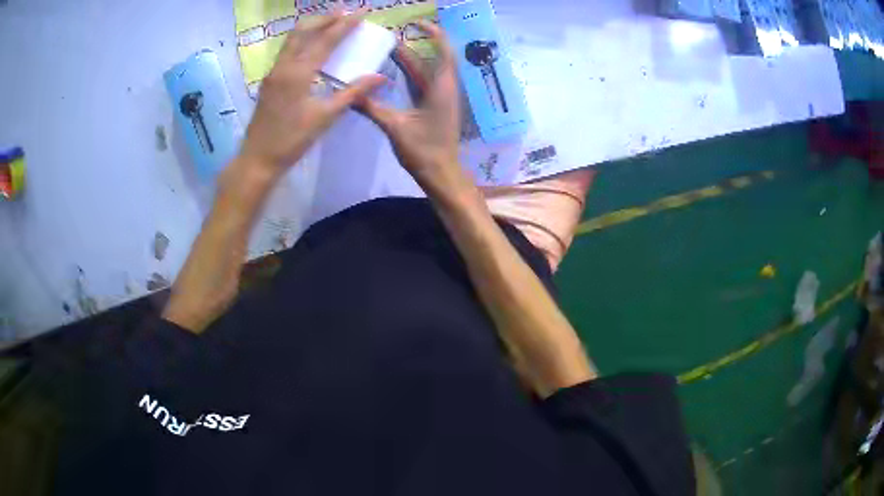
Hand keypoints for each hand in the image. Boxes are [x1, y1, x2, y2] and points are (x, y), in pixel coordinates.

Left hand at [240, 12, 386, 176]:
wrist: (258, 158)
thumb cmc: (292, 140)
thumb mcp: (325, 117)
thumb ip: (352, 93)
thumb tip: (380, 77)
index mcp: (298, 73)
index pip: (325, 39)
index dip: (345, 24)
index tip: (362, 12)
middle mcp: (283, 66)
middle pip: (303, 30)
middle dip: (325, 18)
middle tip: (345, 11)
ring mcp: (273, 72)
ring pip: (292, 39)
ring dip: (312, 27)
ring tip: (331, 21)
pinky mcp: (269, 80)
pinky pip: (287, 50)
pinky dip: (303, 40)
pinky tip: (312, 45)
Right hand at [358, 22, 468, 198]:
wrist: (441, 173)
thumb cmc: (423, 150)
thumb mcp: (394, 127)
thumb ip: (372, 108)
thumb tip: (349, 94)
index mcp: (442, 87)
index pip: (443, 51)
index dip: (433, 33)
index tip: (415, 23)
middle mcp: (445, 88)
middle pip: (433, 58)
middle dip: (414, 45)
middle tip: (391, 36)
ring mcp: (442, 97)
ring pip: (427, 71)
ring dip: (411, 59)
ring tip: (388, 48)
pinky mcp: (436, 106)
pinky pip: (424, 83)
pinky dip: (411, 74)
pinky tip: (394, 71)